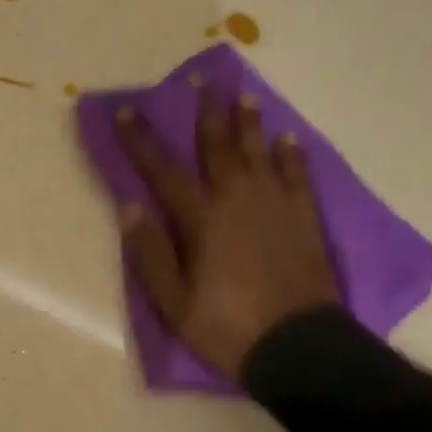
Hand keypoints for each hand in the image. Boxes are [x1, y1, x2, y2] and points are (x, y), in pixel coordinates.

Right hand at [114, 92, 339, 380]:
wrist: (300, 349)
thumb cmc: (226, 326)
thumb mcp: (173, 300)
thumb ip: (150, 252)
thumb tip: (130, 206)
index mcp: (201, 219)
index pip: (162, 170)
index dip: (141, 140)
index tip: (126, 111)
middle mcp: (237, 201)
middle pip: (218, 148)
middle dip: (205, 114)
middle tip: (200, 82)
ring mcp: (276, 208)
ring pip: (259, 154)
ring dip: (248, 123)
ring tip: (243, 96)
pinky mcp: (304, 221)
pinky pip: (298, 178)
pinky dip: (292, 157)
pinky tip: (288, 139)